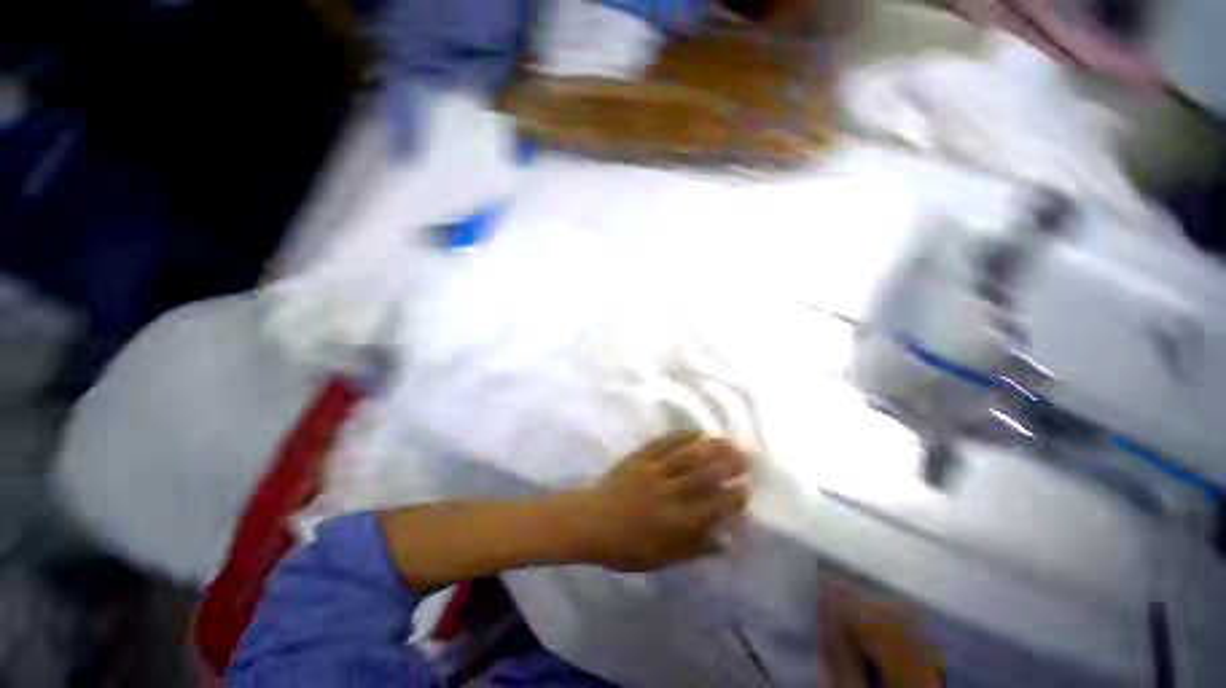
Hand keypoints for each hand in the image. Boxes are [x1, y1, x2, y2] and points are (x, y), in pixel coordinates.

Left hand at [570, 432, 750, 571]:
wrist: (590, 521)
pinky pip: (664, 442)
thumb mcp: (661, 558)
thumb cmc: (625, 546)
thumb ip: (694, 548)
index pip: (711, 506)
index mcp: (673, 521)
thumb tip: (725, 541)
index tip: (747, 487)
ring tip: (728, 440)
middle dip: (727, 464)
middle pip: (702, 474)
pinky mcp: (639, 457)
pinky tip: (696, 431)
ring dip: (710, 446)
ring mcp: (652, 470)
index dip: (732, 496)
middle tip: (746, 457)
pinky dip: (682, 436)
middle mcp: (667, 492)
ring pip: (686, 455)